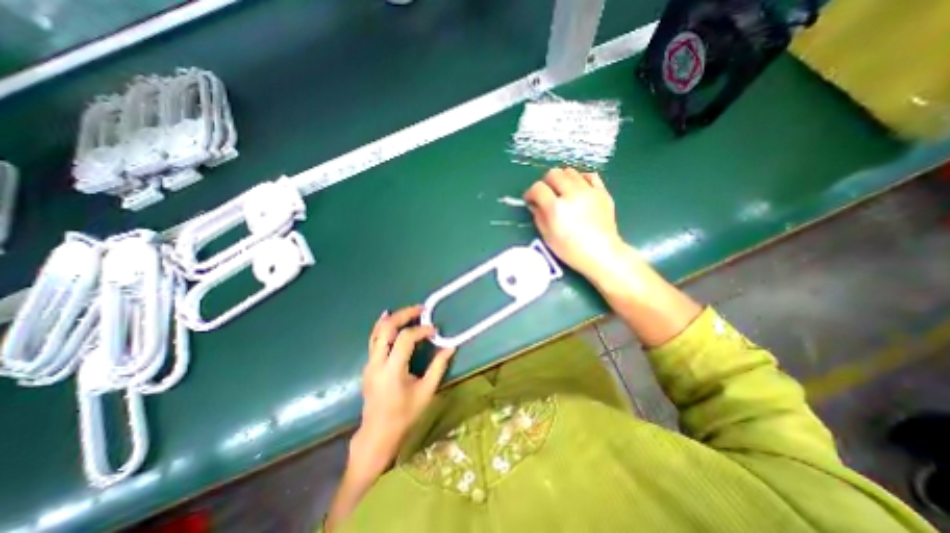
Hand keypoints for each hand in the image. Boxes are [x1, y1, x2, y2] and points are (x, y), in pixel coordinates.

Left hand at [352, 304, 455, 477]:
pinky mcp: (368, 365)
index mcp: (392, 370)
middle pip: (386, 329)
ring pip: (377, 332)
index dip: (421, 330)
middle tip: (420, 309)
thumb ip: (438, 367)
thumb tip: (450, 347)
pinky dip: (384, 327)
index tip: (434, 330)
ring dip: (393, 318)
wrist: (377, 435)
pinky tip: (390, 320)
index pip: (405, 339)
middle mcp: (377, 363)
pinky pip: (374, 340)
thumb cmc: (404, 416)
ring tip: (408, 310)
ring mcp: (369, 363)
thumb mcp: (426, 392)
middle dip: (403, 315)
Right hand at [524, 166, 628, 282]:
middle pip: (554, 174)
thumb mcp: (548, 237)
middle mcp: (572, 194)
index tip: (530, 200)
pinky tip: (578, 188)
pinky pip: (590, 175)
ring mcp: (589, 191)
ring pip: (570, 171)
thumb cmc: (571, 250)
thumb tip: (535, 204)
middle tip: (546, 194)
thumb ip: (539, 217)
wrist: (601, 254)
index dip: (531, 193)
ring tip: (562, 192)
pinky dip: (581, 179)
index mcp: (556, 208)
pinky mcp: (602, 192)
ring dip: (562, 179)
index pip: (538, 188)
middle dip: (545, 182)